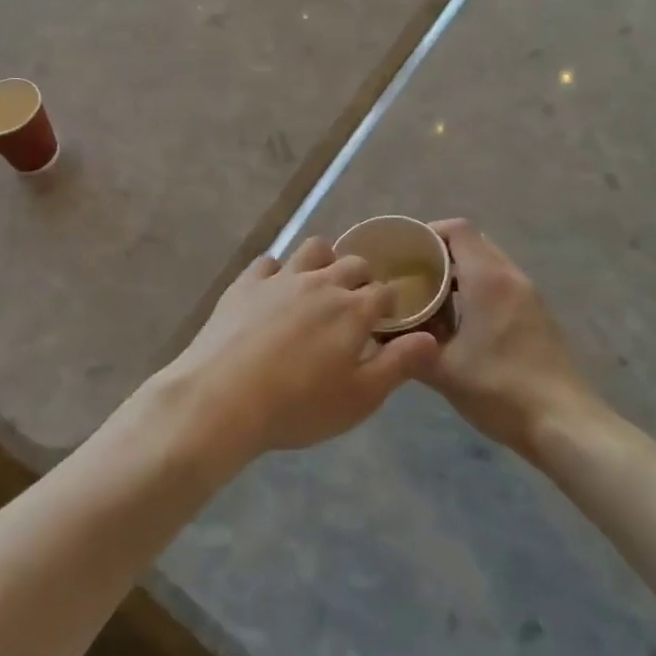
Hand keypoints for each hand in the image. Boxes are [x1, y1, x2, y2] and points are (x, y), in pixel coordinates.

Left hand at [152, 238, 440, 469]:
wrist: (223, 398)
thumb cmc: (298, 405)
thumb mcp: (360, 398)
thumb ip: (399, 365)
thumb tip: (431, 338)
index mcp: (352, 309)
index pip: (385, 292)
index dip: (391, 304)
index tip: (388, 320)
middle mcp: (320, 282)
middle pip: (353, 263)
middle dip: (363, 279)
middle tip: (357, 305)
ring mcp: (280, 278)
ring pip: (313, 249)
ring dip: (324, 261)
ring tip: (320, 287)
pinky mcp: (246, 282)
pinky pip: (269, 262)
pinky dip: (279, 271)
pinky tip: (275, 291)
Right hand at [425, 220, 600, 456]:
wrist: (565, 425)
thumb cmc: (499, 389)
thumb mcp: (442, 370)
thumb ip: (407, 345)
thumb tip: (378, 331)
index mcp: (488, 279)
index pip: (457, 229)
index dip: (427, 233)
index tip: (403, 252)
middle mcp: (511, 277)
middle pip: (472, 243)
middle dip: (440, 253)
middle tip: (411, 274)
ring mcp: (529, 296)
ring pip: (488, 264)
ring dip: (459, 272)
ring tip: (430, 297)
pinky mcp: (538, 316)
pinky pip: (501, 285)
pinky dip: (477, 289)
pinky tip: (460, 321)